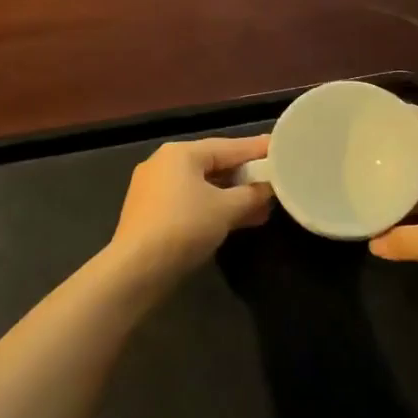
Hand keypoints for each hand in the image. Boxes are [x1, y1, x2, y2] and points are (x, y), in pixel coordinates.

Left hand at [107, 134, 273, 279]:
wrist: (136, 270)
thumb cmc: (184, 227)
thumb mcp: (226, 209)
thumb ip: (252, 194)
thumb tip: (269, 188)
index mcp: (181, 153)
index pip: (229, 146)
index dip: (258, 149)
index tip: (282, 148)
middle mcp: (164, 164)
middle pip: (215, 164)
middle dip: (246, 176)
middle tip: (276, 179)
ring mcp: (154, 189)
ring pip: (203, 186)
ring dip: (233, 196)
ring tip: (264, 206)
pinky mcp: (152, 214)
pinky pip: (191, 202)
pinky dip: (214, 208)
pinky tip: (238, 220)